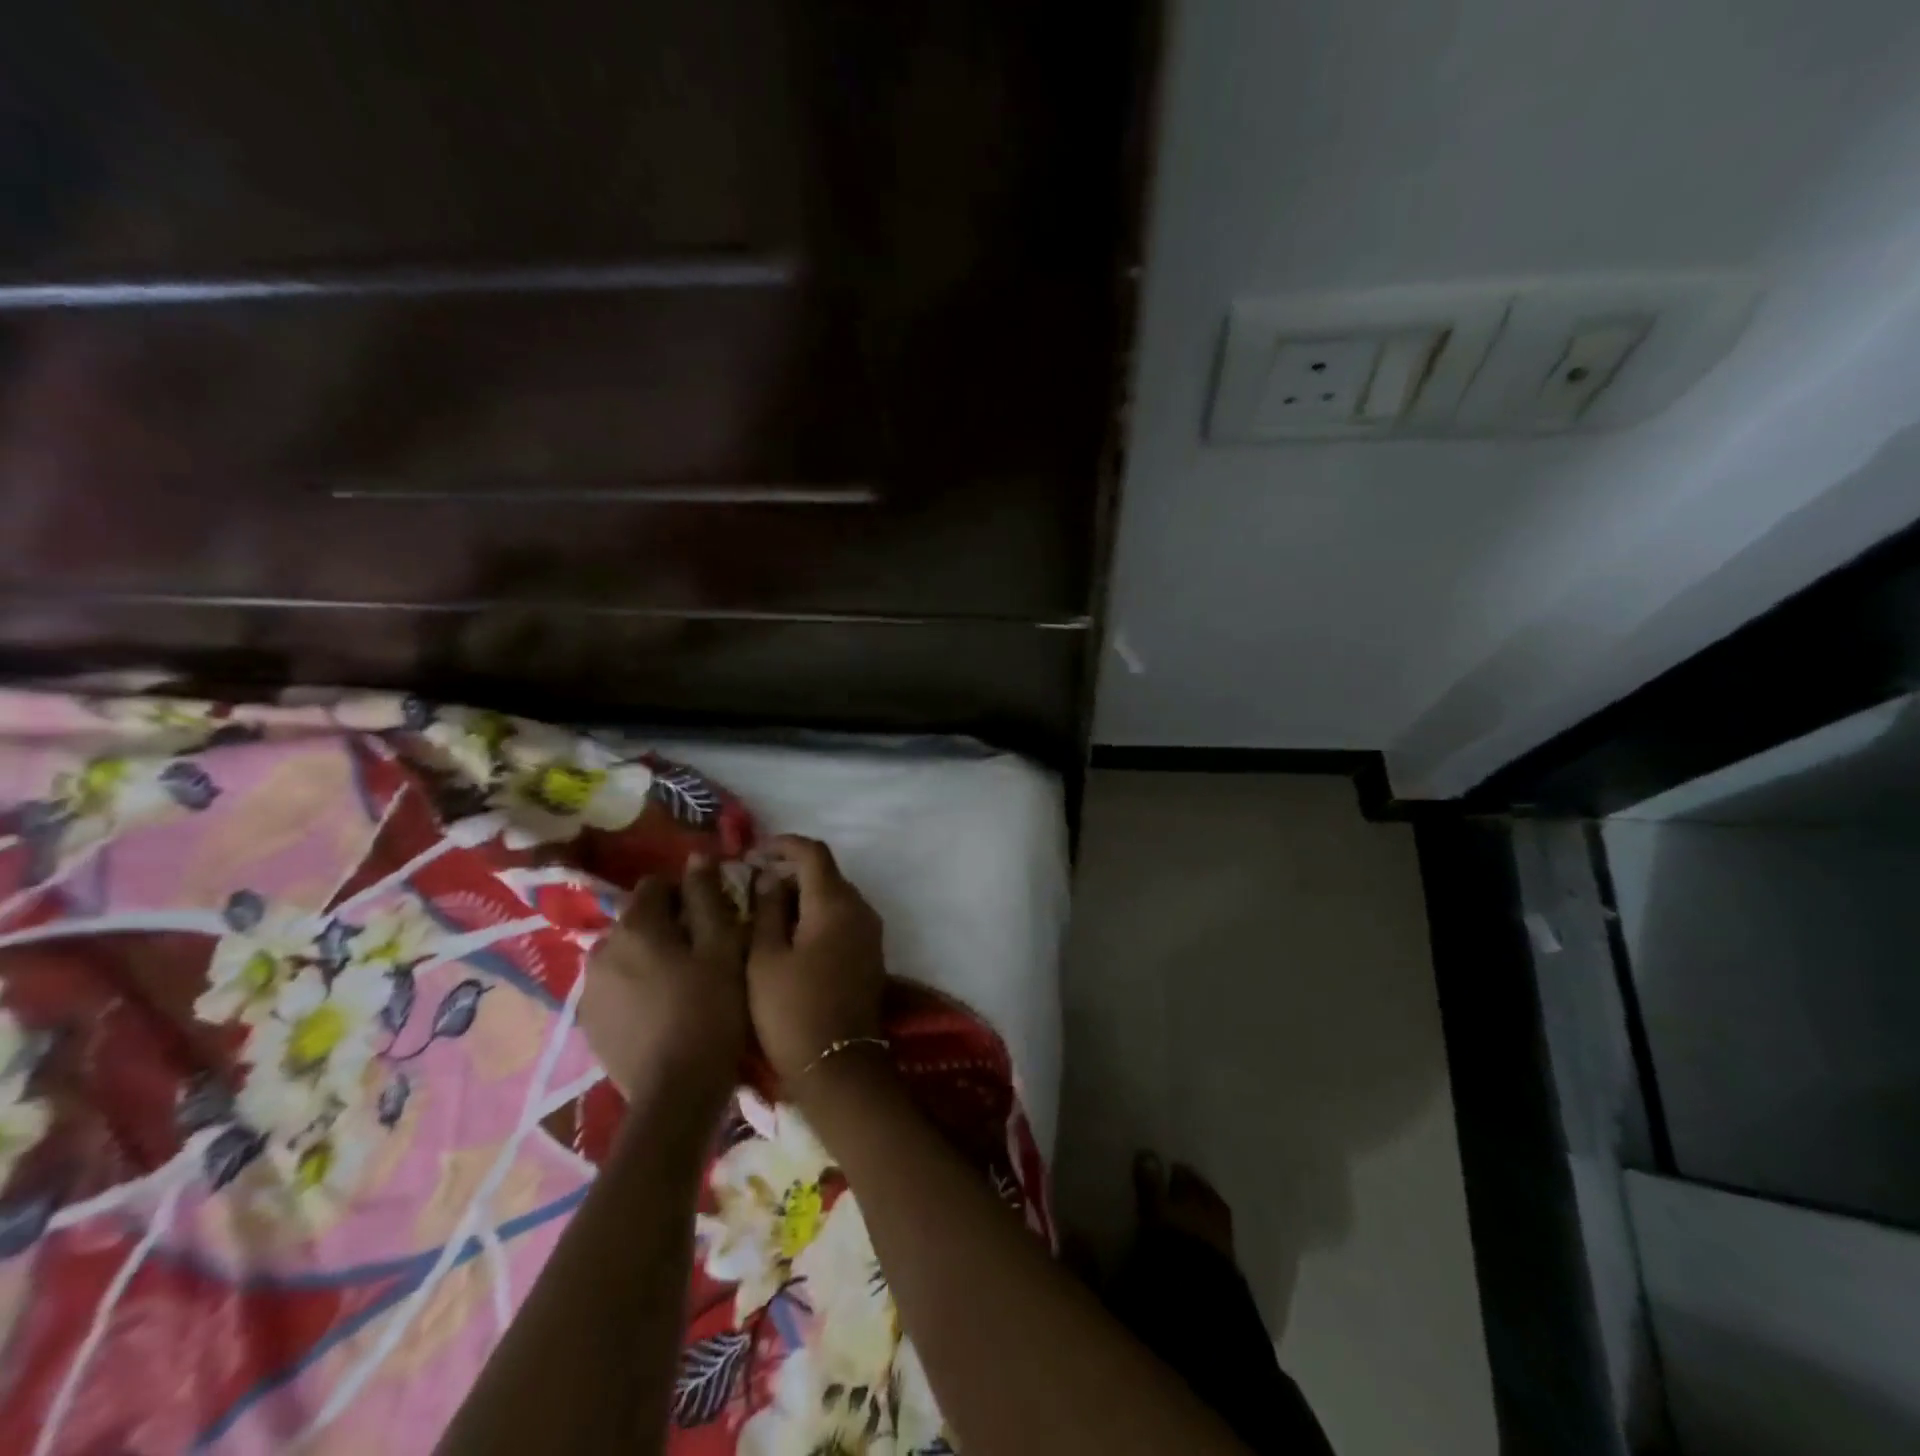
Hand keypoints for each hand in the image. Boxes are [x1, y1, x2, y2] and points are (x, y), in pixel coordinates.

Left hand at [581, 855, 747, 1099]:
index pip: (657, 885)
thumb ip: (708, 897)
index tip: (712, 918)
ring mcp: (589, 989)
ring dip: (649, 958)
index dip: (687, 896)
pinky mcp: (588, 1023)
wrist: (677, 1093)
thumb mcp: (723, 946)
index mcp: (635, 925)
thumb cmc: (711, 1010)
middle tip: (702, 954)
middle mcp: (601, 948)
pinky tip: (661, 1011)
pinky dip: (636, 989)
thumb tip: (698, 857)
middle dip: (667, 927)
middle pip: (638, 920)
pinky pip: (616, 987)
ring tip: (682, 985)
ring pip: (625, 954)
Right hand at [747, 836, 886, 1086]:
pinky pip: (843, 918)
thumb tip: (768, 877)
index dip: (783, 845)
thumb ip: (767, 909)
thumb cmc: (791, 1010)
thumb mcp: (764, 958)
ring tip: (766, 911)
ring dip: (804, 895)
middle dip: (791, 871)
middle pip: (827, 873)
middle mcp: (861, 909)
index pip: (813, 853)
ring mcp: (870, 932)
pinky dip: (818, 915)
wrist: (838, 1066)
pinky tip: (791, 935)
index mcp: (835, 903)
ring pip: (835, 896)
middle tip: (753, 885)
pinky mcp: (871, 954)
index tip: (754, 852)